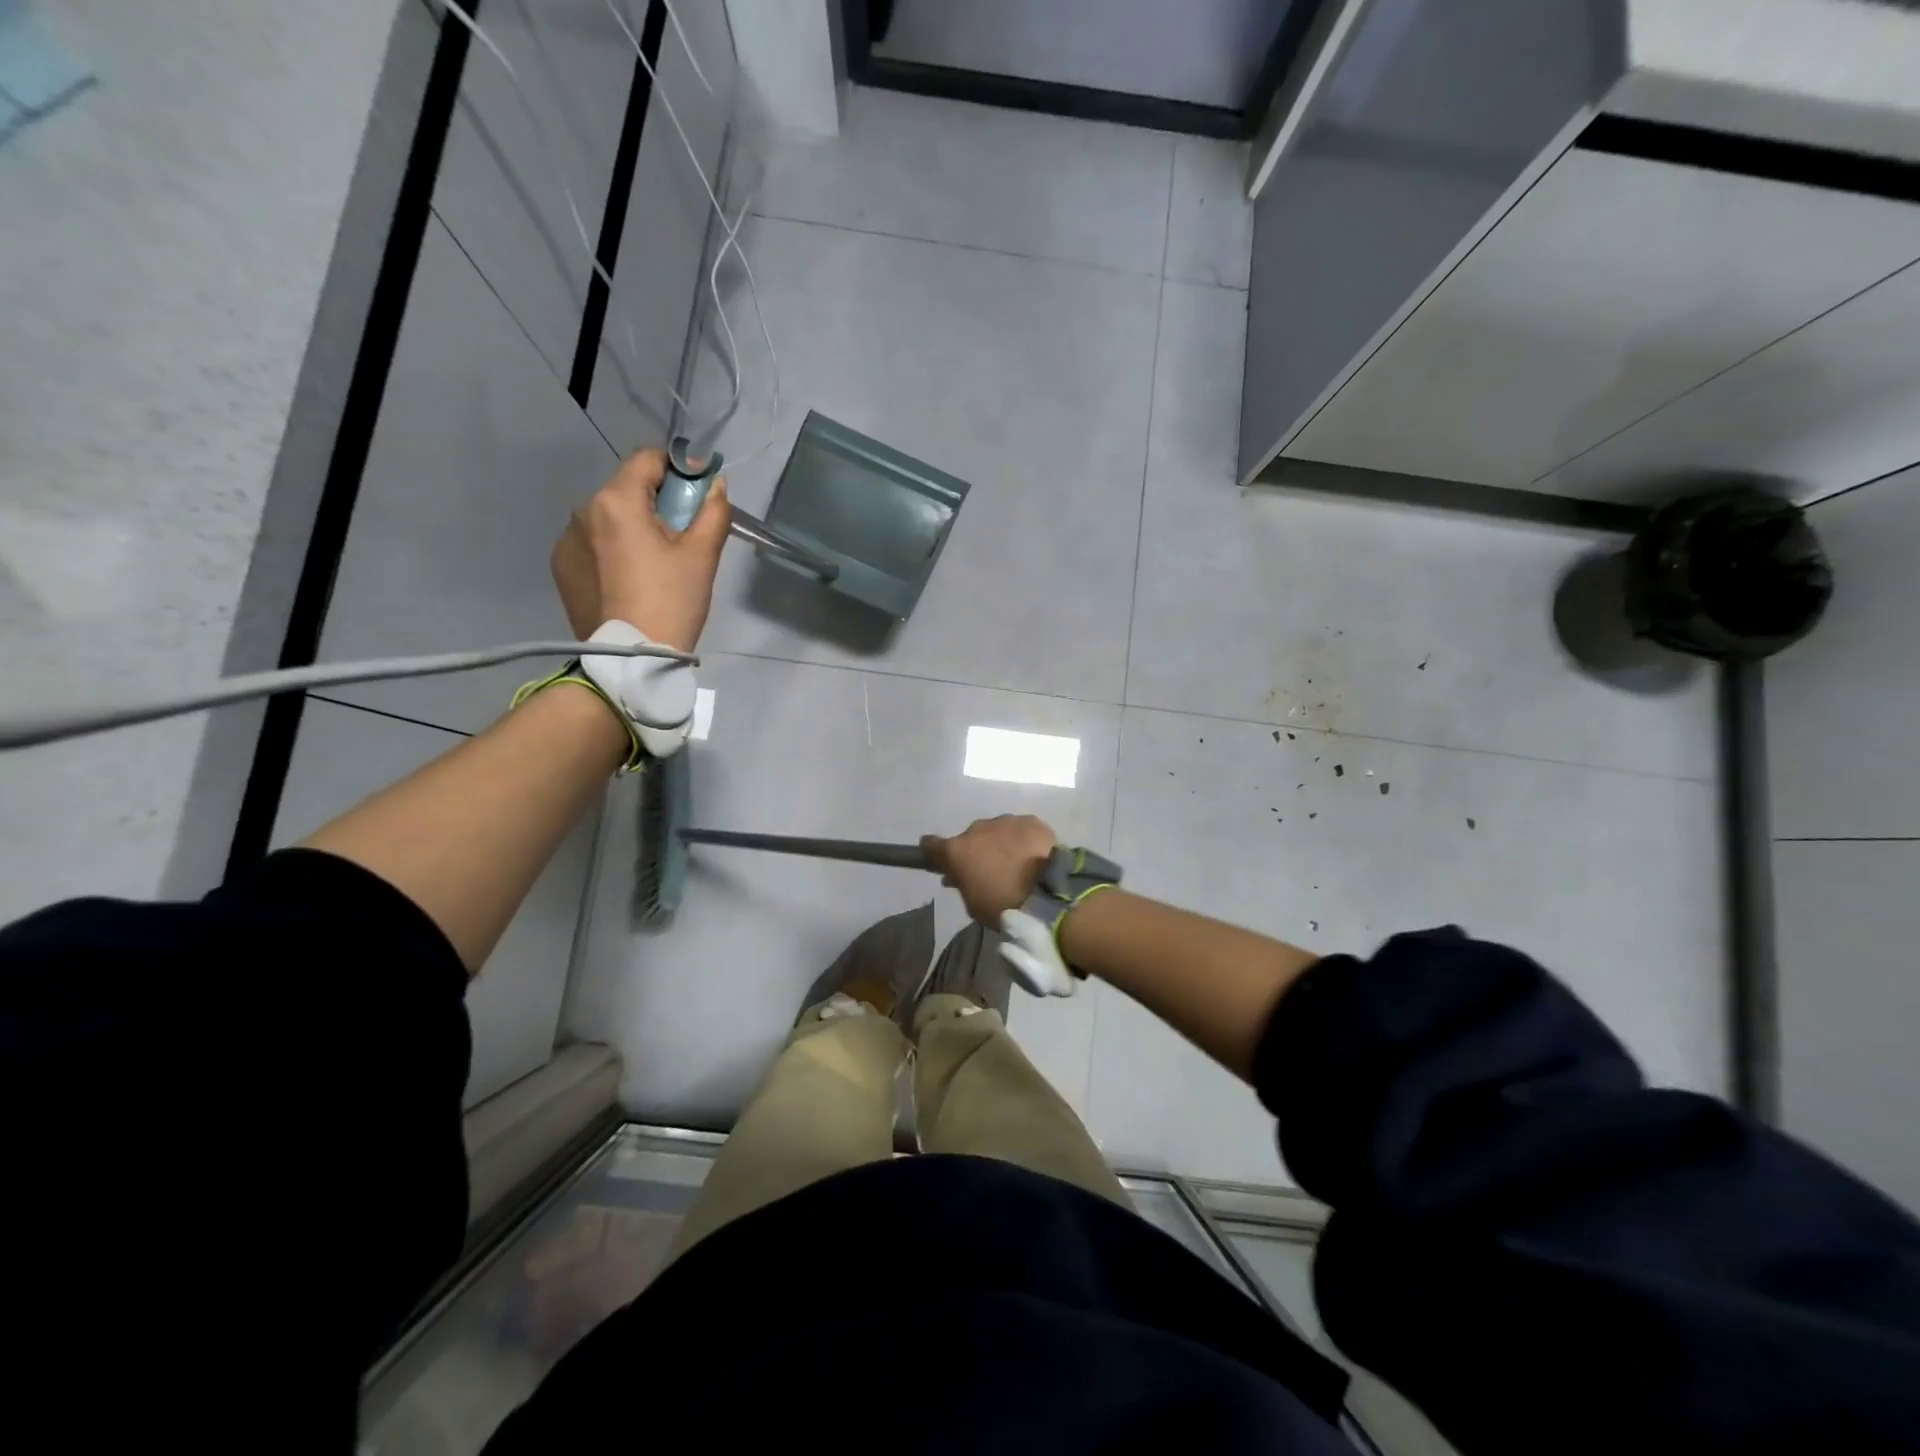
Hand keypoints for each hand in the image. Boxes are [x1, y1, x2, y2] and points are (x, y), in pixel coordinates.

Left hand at [552, 448, 731, 650]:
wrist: (630, 660)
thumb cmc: (672, 602)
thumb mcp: (702, 556)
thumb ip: (712, 511)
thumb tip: (714, 485)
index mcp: (617, 501)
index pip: (648, 459)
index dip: (678, 469)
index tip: (697, 494)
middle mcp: (583, 510)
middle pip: (627, 489)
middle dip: (656, 502)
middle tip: (681, 536)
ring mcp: (567, 540)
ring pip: (609, 517)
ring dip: (633, 526)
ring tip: (654, 563)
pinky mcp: (562, 567)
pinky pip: (592, 543)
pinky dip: (613, 549)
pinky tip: (629, 579)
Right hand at [921, 815, 1056, 924]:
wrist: (1048, 894)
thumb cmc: (1003, 906)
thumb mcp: (972, 904)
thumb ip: (961, 884)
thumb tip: (955, 876)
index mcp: (957, 851)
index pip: (932, 845)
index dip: (933, 852)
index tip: (938, 859)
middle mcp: (977, 829)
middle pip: (970, 838)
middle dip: (975, 850)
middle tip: (988, 868)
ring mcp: (1005, 821)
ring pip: (996, 830)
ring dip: (999, 843)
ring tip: (1014, 862)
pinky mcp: (1030, 821)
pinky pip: (1019, 828)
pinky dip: (1022, 839)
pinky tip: (1032, 854)